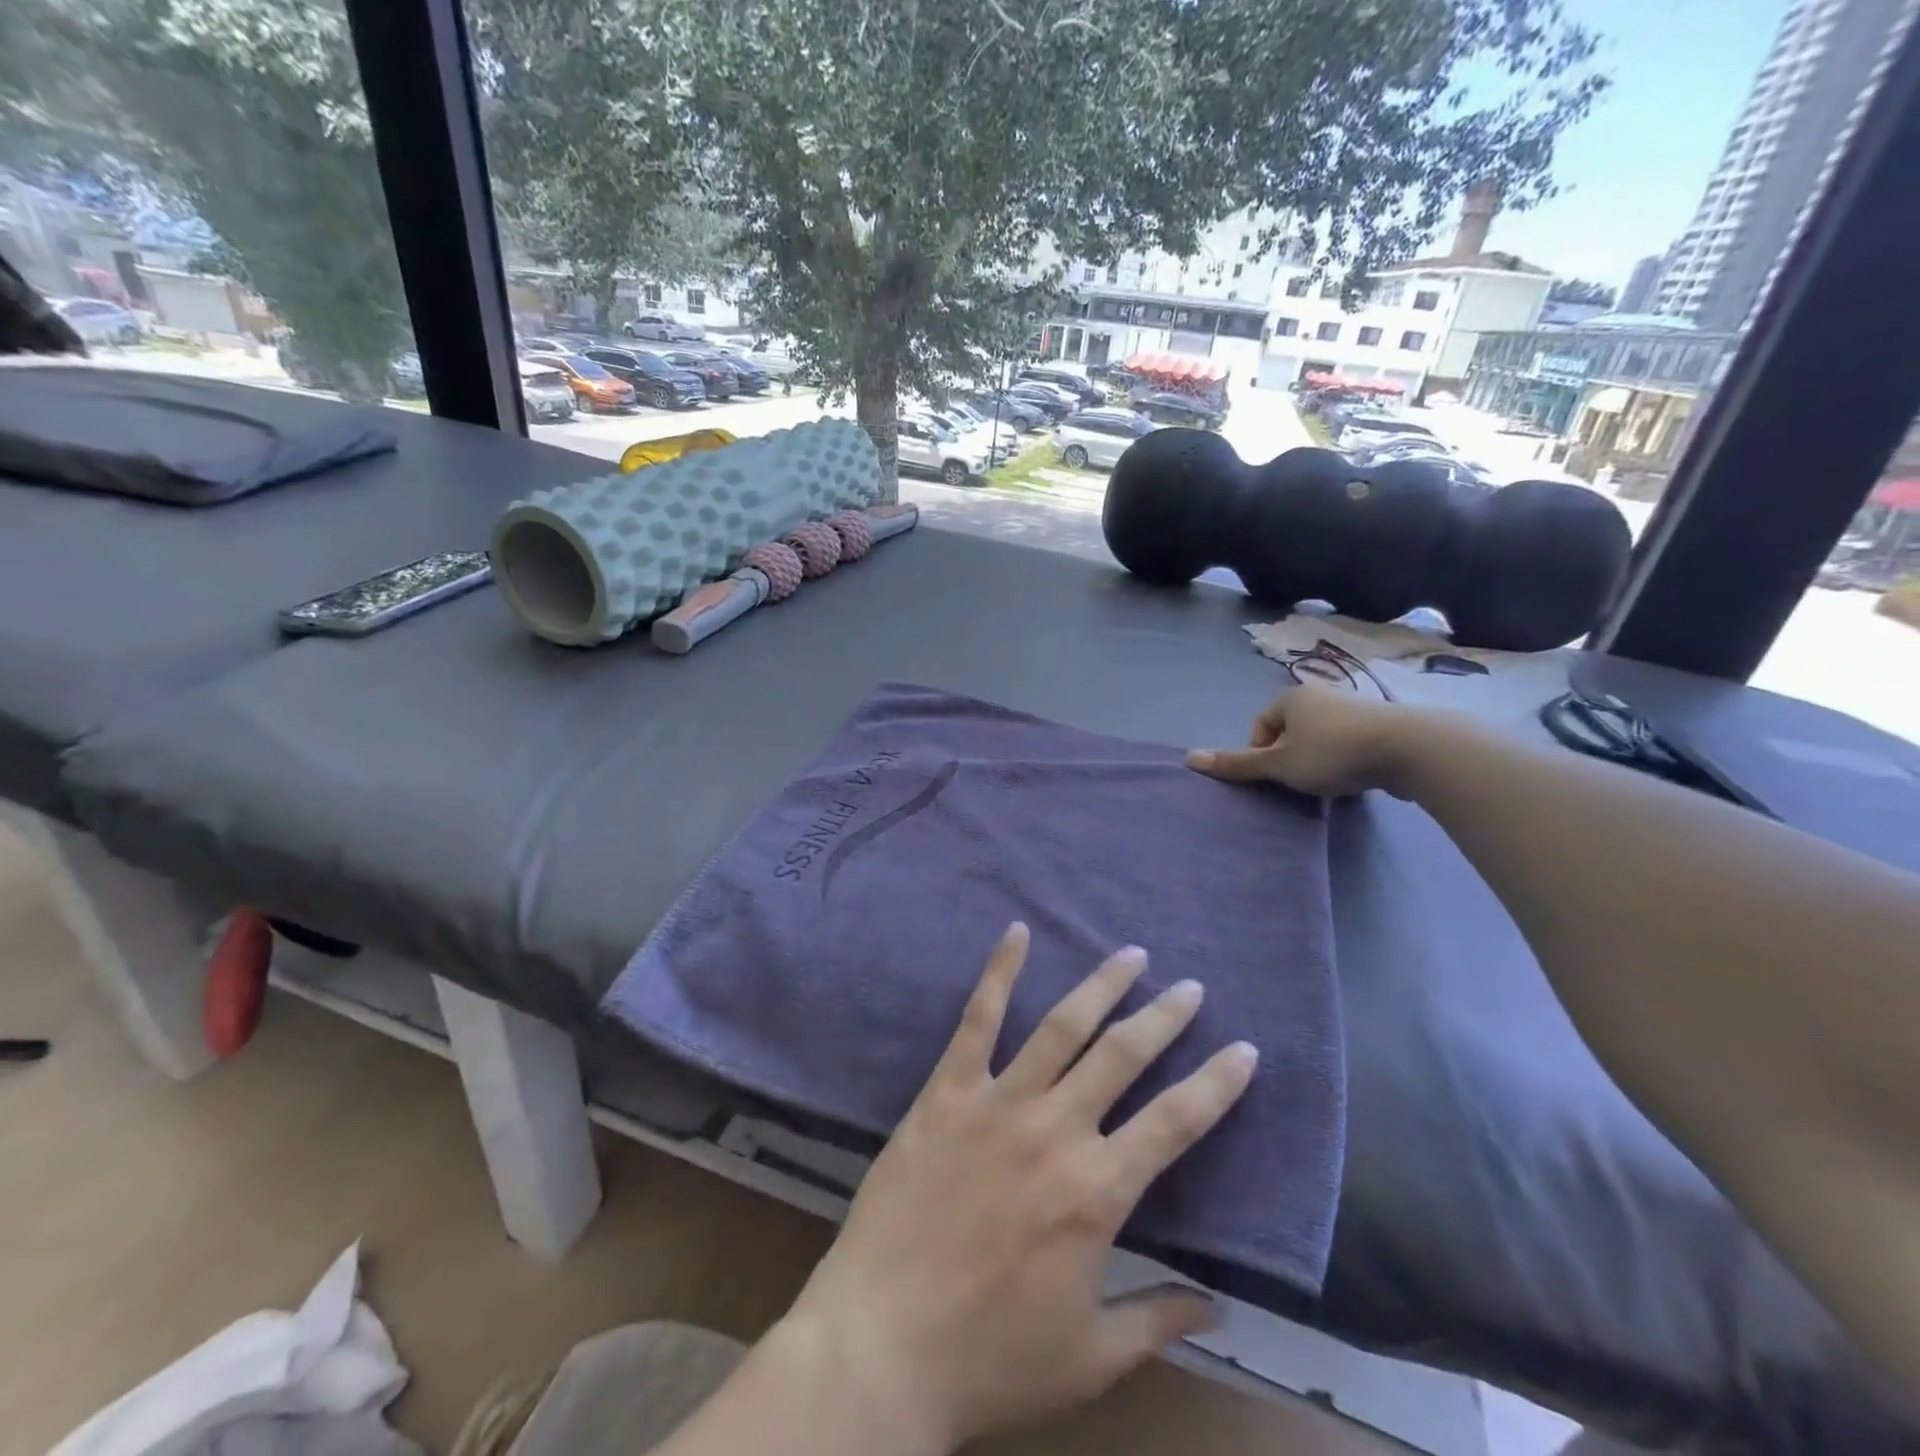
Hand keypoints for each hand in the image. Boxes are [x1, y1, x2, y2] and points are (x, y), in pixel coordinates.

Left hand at [778, 923, 1257, 1452]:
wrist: (880, 1345)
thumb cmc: (990, 1358)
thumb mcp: (1091, 1359)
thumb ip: (1158, 1321)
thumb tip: (1217, 1306)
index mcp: (1097, 1191)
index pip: (1175, 1122)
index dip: (1216, 1083)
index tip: (1245, 1049)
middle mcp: (1054, 1130)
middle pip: (1122, 1056)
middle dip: (1163, 1017)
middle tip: (1190, 987)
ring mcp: (997, 1102)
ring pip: (1061, 1027)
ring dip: (1100, 985)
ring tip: (1130, 954)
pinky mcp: (946, 1092)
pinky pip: (977, 1020)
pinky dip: (999, 972)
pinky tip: (1017, 932)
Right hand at [1187, 683, 1417, 797]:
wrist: (1408, 749)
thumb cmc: (1332, 753)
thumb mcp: (1278, 764)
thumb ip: (1237, 763)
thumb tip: (1190, 758)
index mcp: (1291, 697)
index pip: (1260, 725)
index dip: (1259, 753)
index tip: (1273, 776)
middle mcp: (1320, 695)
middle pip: (1289, 731)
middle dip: (1289, 758)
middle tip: (1297, 782)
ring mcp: (1353, 707)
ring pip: (1320, 738)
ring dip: (1317, 760)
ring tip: (1327, 782)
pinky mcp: (1380, 725)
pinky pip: (1348, 743)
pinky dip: (1344, 760)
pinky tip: (1354, 777)